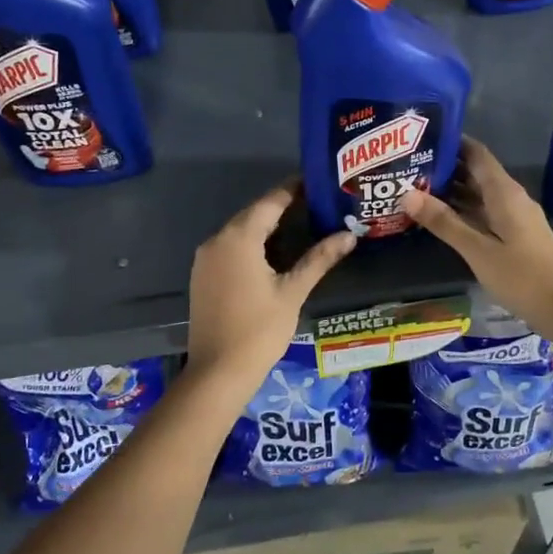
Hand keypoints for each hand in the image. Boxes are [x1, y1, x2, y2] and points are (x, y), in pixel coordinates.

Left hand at [185, 183, 355, 388]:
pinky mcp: (203, 275)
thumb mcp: (293, 291)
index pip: (271, 202)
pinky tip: (275, 252)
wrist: (218, 372)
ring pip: (241, 231)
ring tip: (303, 224)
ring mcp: (206, 258)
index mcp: (239, 238)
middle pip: (254, 214)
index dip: (294, 189)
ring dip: (268, 226)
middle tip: (317, 203)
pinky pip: (231, 248)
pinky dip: (253, 243)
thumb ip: (319, 258)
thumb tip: (349, 235)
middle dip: (283, 207)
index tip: (318, 181)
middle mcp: (217, 240)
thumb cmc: (260, 329)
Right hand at [403, 138, 552, 352]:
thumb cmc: (523, 277)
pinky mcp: (515, 236)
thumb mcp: (478, 251)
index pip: (476, 154)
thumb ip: (444, 222)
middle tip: (407, 165)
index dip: (451, 142)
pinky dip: (462, 211)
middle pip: (475, 173)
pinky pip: (484, 213)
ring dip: (451, 191)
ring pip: (479, 195)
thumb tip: (406, 193)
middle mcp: (510, 198)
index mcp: (504, 192)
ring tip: (414, 188)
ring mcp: (514, 217)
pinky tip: (440, 218)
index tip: (420, 137)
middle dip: (444, 167)